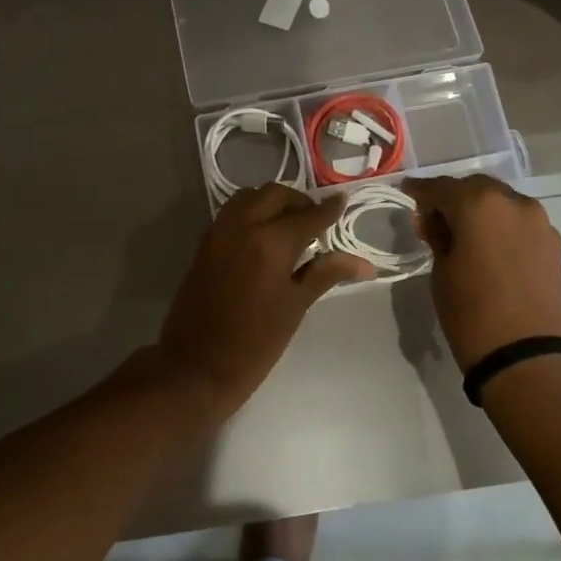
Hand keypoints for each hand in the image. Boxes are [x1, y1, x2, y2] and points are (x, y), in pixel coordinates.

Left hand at [157, 184, 371, 420]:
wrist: (197, 365)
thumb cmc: (255, 342)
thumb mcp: (296, 306)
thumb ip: (326, 273)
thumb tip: (363, 263)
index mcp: (271, 242)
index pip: (308, 216)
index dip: (328, 209)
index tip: (342, 201)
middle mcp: (243, 226)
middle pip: (275, 195)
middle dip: (298, 202)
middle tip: (314, 221)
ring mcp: (219, 232)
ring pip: (249, 197)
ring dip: (271, 202)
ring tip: (288, 226)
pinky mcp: (204, 243)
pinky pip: (231, 213)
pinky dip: (250, 212)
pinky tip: (263, 237)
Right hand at [402, 175, 560, 367]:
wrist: (528, 358)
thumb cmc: (472, 313)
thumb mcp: (441, 272)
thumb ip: (437, 237)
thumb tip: (432, 219)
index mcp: (480, 204)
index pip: (442, 187)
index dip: (421, 190)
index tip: (407, 193)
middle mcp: (514, 202)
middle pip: (476, 188)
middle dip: (454, 198)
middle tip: (434, 218)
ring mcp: (539, 222)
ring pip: (502, 203)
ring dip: (481, 210)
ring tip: (463, 233)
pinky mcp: (554, 245)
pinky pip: (520, 223)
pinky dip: (502, 226)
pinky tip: (490, 247)